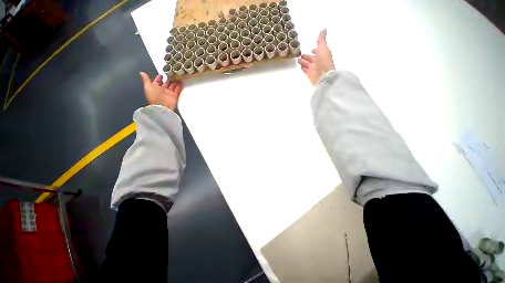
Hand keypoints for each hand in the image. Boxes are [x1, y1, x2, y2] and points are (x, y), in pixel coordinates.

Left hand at [140, 72, 182, 109]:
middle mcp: (162, 91)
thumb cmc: (154, 97)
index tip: (161, 75)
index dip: (159, 78)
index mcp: (155, 88)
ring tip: (177, 77)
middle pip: (166, 83)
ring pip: (172, 86)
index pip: (157, 82)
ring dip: (174, 82)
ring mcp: (168, 93)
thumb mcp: (148, 86)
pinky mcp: (174, 96)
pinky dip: (179, 87)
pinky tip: (180, 82)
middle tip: (171, 74)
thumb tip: (142, 73)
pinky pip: (177, 90)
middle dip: (168, 79)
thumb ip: (146, 79)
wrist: (162, 106)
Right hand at [297, 29, 334, 84]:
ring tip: (297, 60)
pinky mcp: (310, 75)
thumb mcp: (323, 48)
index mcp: (322, 54)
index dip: (315, 50)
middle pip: (311, 58)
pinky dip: (303, 68)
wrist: (323, 76)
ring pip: (307, 64)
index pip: (318, 51)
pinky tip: (300, 66)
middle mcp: (318, 62)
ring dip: (303, 62)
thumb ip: (321, 39)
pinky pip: (305, 70)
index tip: (311, 49)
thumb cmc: (323, 61)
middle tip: (300, 55)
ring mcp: (314, 69)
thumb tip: (324, 29)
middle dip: (307, 56)